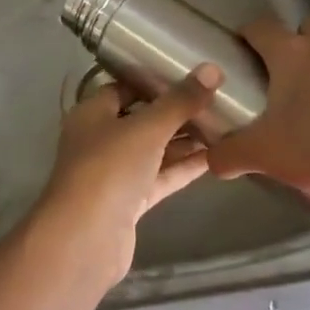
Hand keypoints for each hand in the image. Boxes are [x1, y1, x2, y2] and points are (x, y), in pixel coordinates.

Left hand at [34, 65, 220, 282]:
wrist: (85, 240)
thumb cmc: (109, 168)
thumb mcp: (147, 128)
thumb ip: (180, 101)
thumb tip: (212, 69)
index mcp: (93, 112)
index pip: (125, 86)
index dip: (155, 78)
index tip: (190, 71)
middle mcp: (101, 138)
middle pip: (142, 118)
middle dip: (176, 110)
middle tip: (216, 97)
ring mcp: (115, 172)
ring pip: (154, 149)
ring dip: (184, 139)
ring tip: (224, 123)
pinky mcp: (130, 201)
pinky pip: (160, 176)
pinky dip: (183, 167)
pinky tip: (215, 156)